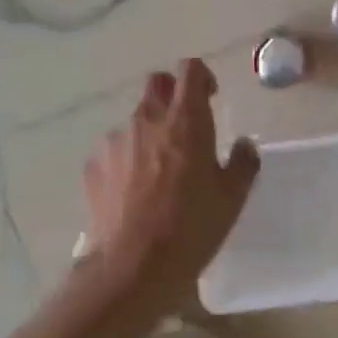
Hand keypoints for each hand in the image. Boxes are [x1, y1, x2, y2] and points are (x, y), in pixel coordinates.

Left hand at [83, 59, 259, 296]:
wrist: (132, 267)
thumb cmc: (191, 227)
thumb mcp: (232, 198)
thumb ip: (243, 163)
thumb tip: (243, 145)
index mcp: (186, 120)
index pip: (190, 70)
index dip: (202, 76)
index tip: (211, 97)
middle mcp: (146, 120)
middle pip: (157, 84)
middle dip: (173, 94)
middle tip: (186, 126)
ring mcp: (115, 142)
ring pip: (135, 121)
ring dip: (150, 133)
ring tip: (160, 171)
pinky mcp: (94, 166)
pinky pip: (115, 151)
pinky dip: (127, 161)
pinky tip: (135, 193)